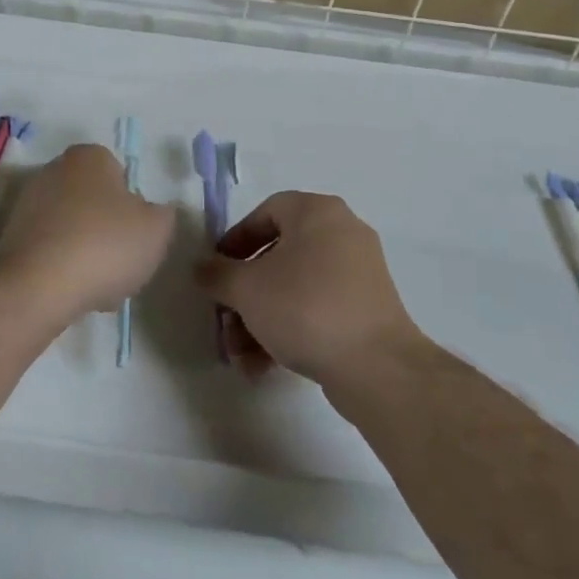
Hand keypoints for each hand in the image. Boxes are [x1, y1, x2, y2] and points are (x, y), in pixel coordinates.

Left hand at [0, 145, 174, 319]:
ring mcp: (27, 201)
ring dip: (86, 252)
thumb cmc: (105, 245)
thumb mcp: (157, 229)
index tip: (137, 237)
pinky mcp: (10, 235)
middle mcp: (55, 168)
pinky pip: (49, 249)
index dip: (133, 208)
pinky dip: (61, 267)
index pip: (120, 175)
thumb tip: (152, 213)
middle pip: (94, 202)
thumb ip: (163, 214)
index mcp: (90, 156)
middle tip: (120, 264)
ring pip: (72, 228)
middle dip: (108, 231)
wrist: (37, 286)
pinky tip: (71, 292)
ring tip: (98, 287)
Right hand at [195, 192, 420, 385]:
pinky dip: (289, 329)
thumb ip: (217, 274)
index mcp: (317, 212)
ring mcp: (358, 273)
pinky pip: (317, 308)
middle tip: (225, 321)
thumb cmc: (305, 308)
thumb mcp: (247, 289)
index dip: (234, 241)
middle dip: (244, 294)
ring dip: (260, 319)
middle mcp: (342, 233)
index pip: (265, 213)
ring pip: (294, 288)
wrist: (376, 367)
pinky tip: (264, 366)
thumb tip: (202, 268)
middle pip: (277, 256)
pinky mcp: (367, 309)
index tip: (216, 271)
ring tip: (240, 356)